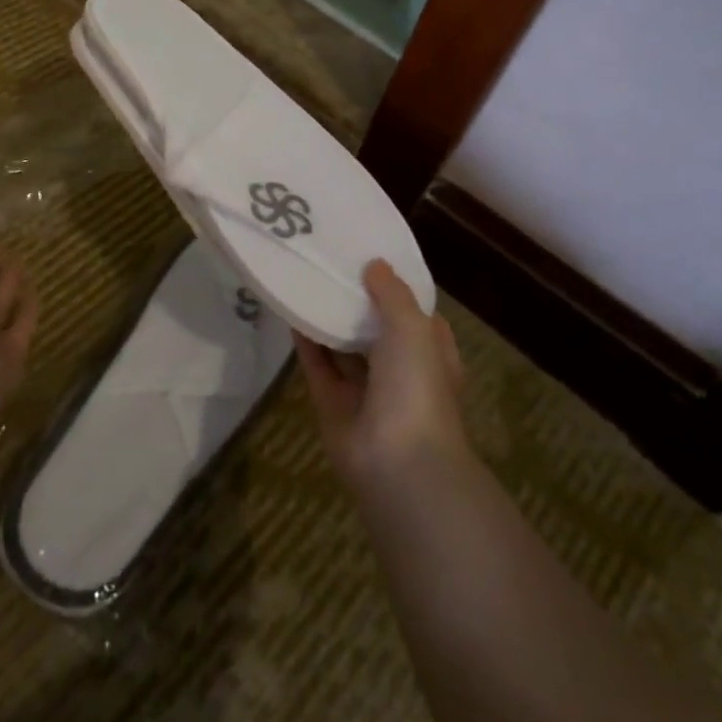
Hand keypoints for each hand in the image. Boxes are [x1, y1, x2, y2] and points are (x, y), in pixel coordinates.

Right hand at [296, 259, 466, 492]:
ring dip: (328, 320)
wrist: (397, 463)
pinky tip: (290, 311)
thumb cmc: (417, 387)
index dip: (396, 289)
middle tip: (331, 263)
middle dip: (357, 302)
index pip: (416, 315)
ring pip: (343, 347)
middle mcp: (400, 371)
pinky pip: (317, 365)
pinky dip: (305, 341)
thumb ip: (393, 294)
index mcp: (431, 354)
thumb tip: (375, 265)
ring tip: (306, 280)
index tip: (371, 258)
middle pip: (375, 330)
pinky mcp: (332, 403)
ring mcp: (365, 389)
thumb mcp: (414, 328)